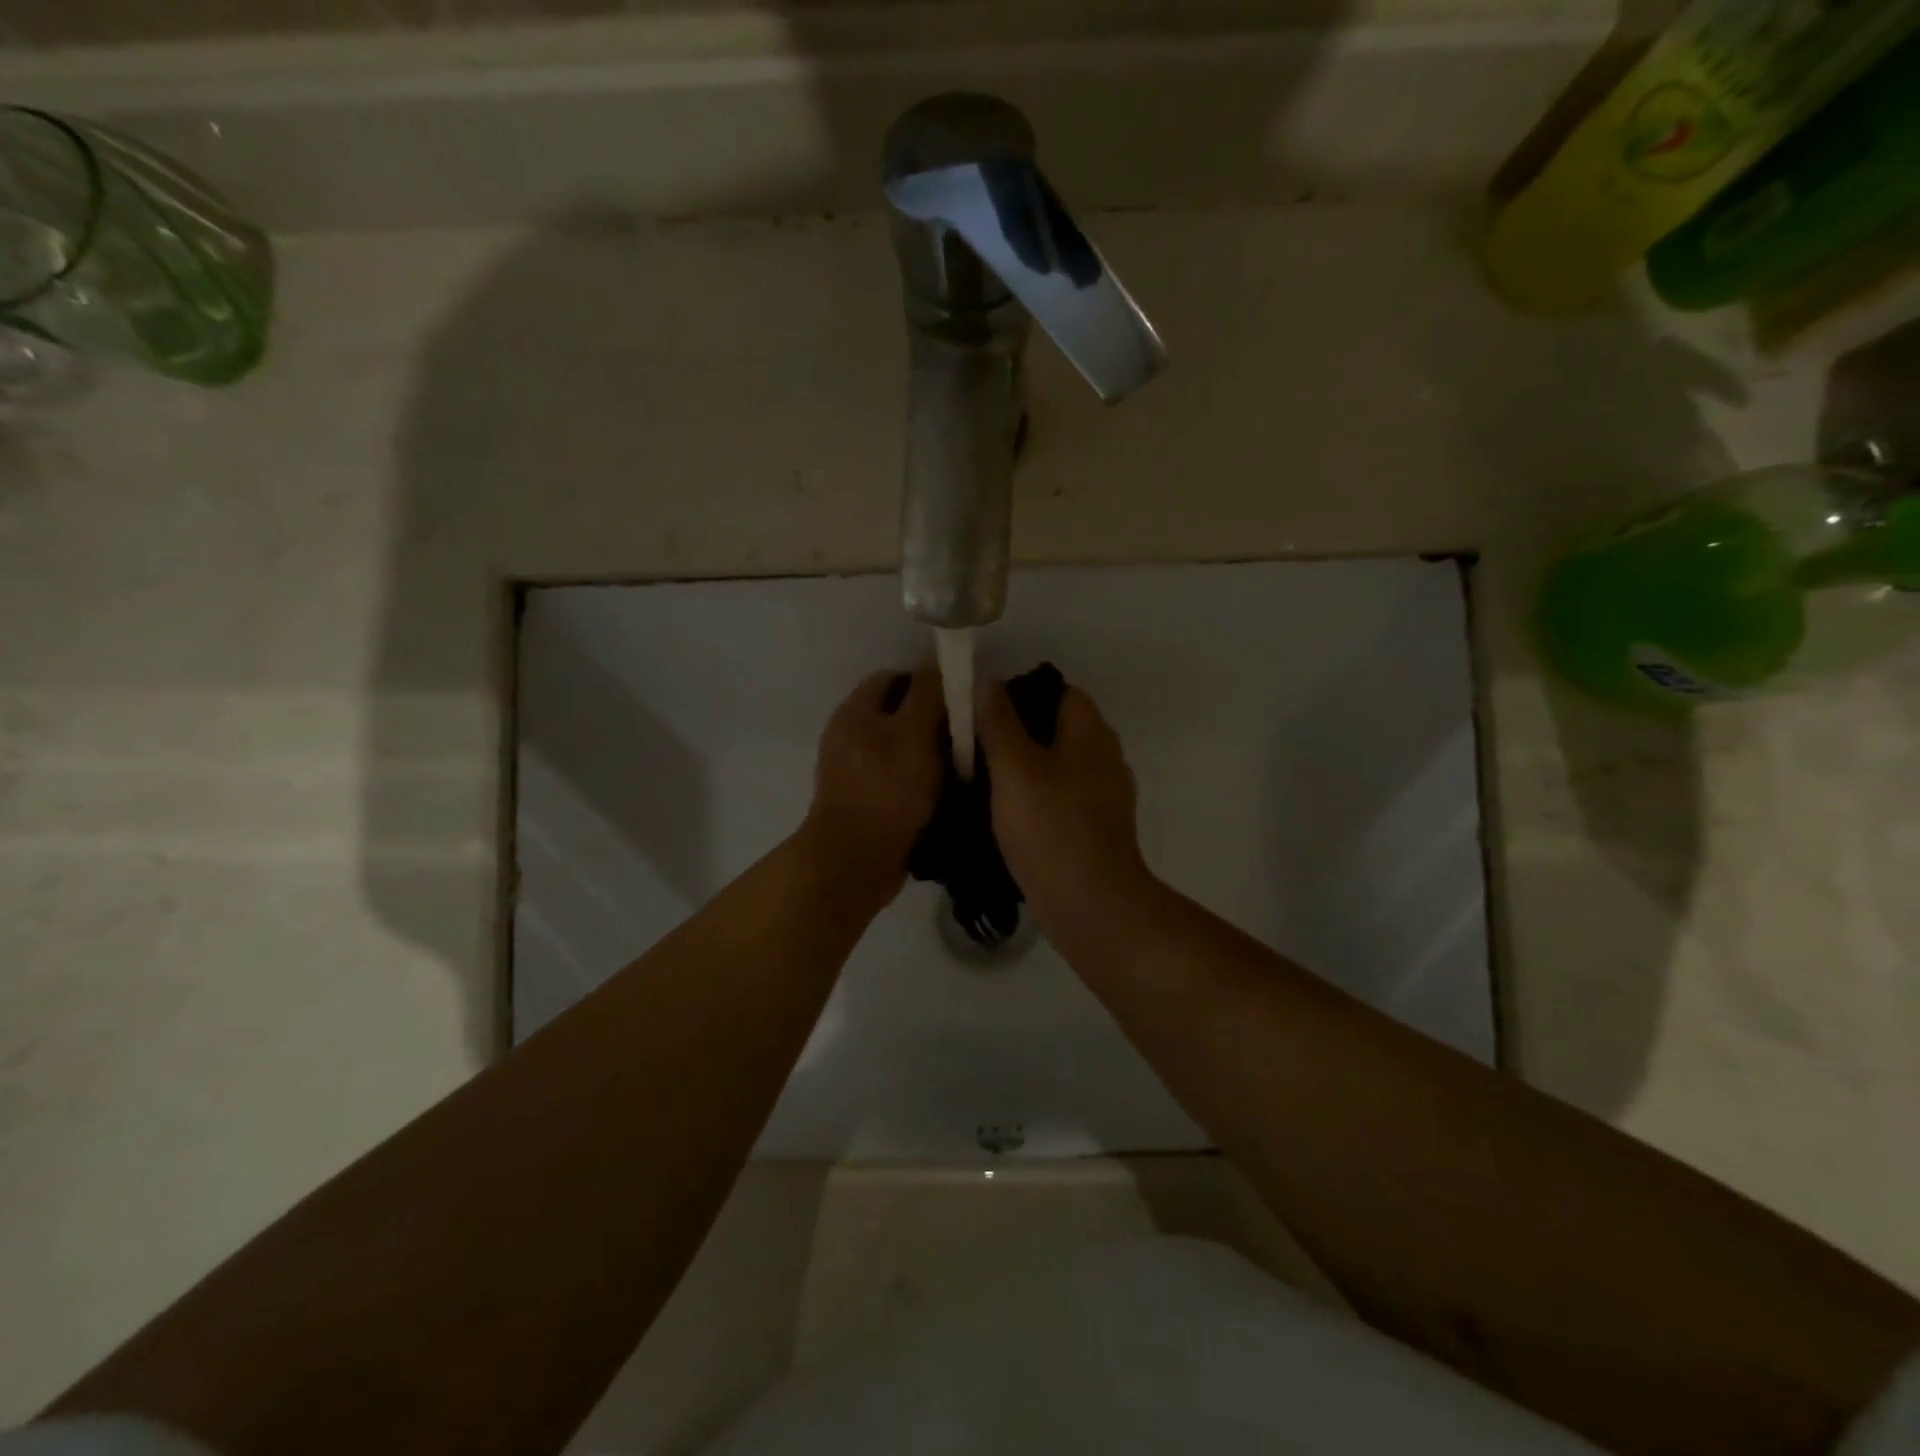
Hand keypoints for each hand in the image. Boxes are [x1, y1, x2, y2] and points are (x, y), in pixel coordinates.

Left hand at [804, 667, 945, 892]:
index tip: (960, 701)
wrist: (856, 861)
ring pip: (901, 750)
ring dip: (930, 756)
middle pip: (898, 714)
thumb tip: (938, 662)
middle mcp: (849, 736)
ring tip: (964, 765)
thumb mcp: (914, 733)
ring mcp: (854, 772)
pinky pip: (898, 780)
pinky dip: (920, 783)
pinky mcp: (865, 802)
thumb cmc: (887, 789)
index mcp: (854, 712)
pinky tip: (946, 794)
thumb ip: (928, 694)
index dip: (927, 682)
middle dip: (932, 721)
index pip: (893, 678)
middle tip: (968, 734)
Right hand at [976, 678, 1153, 933]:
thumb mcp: (1014, 768)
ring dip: (1026, 768)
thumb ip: (999, 722)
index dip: (1021, 693)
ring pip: (1059, 765)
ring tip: (984, 780)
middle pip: (1058, 728)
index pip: (1060, 691)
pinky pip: (1062, 798)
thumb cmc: (1050, 826)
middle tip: (976, 746)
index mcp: (1091, 733)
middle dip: (1019, 733)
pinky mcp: (1097, 828)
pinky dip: (1037, 798)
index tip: (984, 712)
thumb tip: (988, 682)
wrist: (1089, 903)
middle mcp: (1105, 757)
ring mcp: (1105, 795)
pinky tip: (1008, 815)